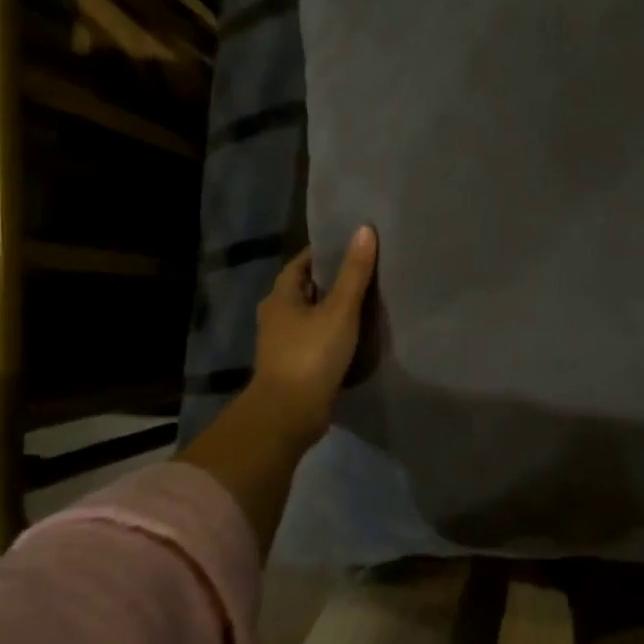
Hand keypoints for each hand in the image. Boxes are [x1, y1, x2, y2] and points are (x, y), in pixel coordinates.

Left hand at [241, 225, 378, 452]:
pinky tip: (355, 336)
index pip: (301, 263)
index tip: (352, 246)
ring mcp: (282, 343)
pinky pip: (315, 339)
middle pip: (306, 289)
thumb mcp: (339, 310)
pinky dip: (332, 333)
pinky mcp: (294, 365)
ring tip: (366, 302)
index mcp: (281, 296)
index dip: (325, 252)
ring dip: (332, 309)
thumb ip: (354, 273)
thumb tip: (365, 230)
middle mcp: (276, 316)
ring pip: (311, 316)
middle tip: (366, 272)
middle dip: (332, 280)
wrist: (288, 413)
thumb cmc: (311, 354)